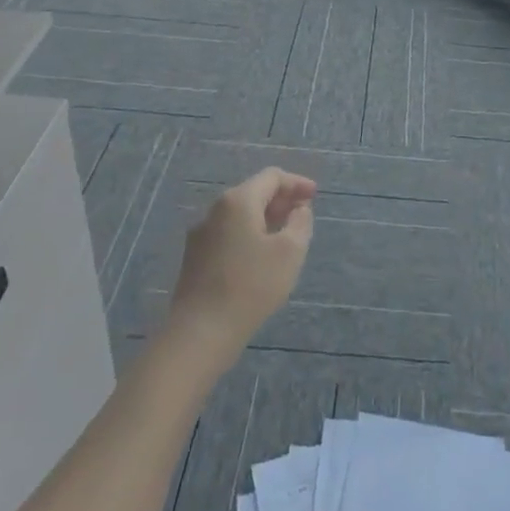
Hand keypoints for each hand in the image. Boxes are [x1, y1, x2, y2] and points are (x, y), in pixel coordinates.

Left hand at [168, 168, 316, 359]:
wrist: (200, 332)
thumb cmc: (251, 286)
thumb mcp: (290, 252)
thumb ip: (300, 222)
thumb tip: (298, 209)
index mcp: (238, 201)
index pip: (271, 177)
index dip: (296, 183)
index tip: (315, 195)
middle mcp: (215, 210)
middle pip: (253, 192)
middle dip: (280, 199)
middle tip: (303, 213)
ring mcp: (200, 234)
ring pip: (239, 215)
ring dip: (265, 218)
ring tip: (285, 235)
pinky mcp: (194, 257)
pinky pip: (228, 233)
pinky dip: (249, 234)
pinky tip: (260, 256)